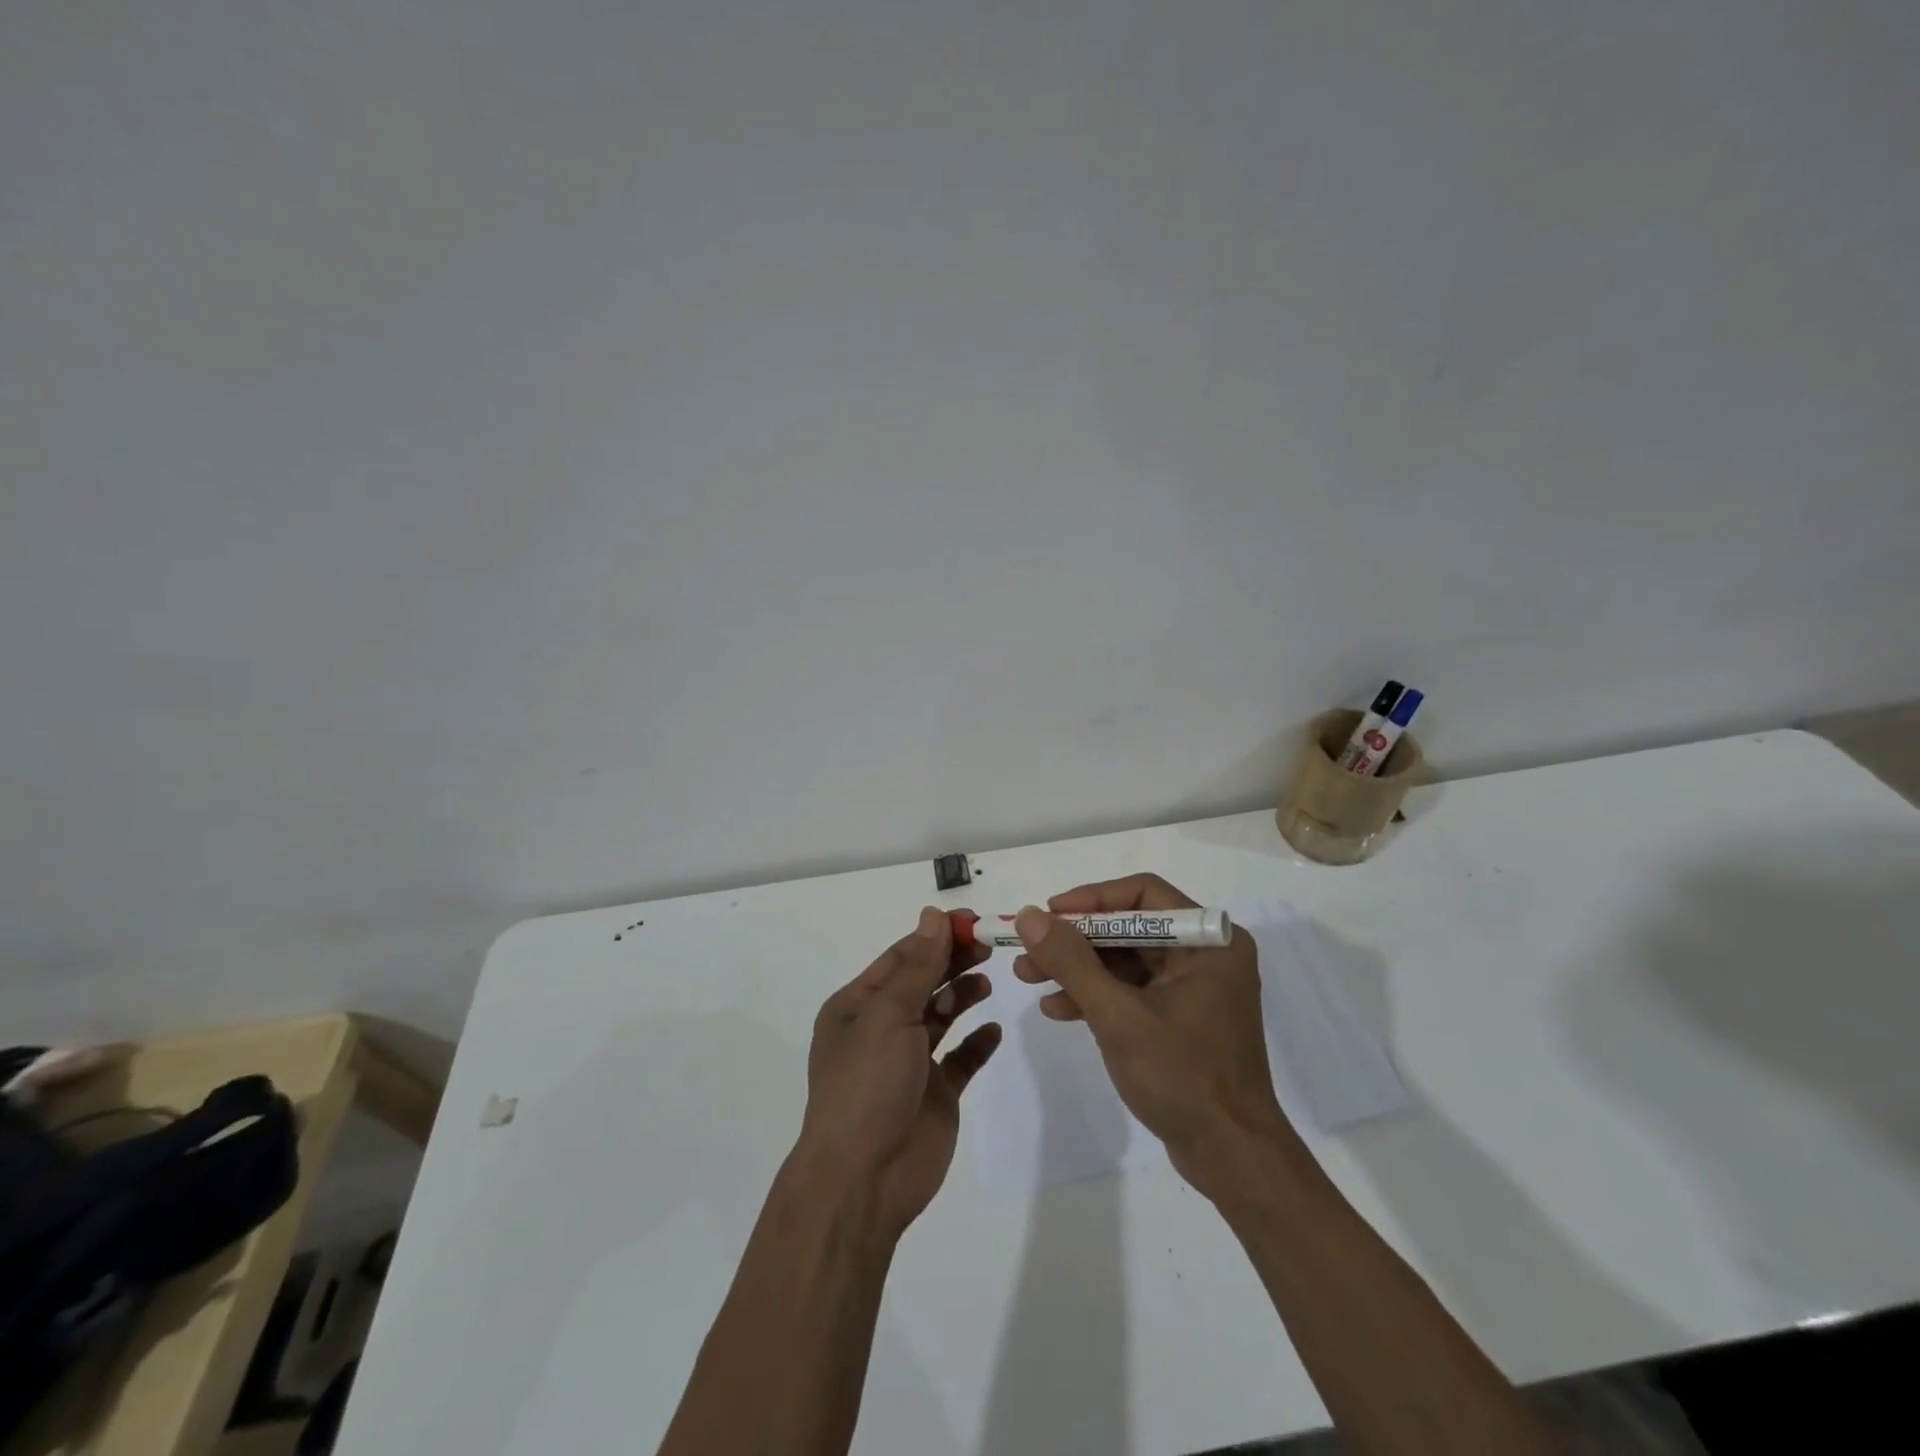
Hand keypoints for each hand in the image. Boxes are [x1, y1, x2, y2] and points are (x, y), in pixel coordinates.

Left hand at [796, 907, 1001, 1234]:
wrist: (865, 1179)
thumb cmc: (868, 1084)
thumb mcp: (888, 1015)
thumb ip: (918, 967)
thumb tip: (933, 916)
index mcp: (858, 1006)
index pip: (901, 957)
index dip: (935, 936)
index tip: (972, 920)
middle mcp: (882, 1028)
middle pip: (924, 982)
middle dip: (954, 961)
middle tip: (990, 944)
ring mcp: (910, 1062)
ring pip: (942, 1015)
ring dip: (964, 995)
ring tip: (988, 981)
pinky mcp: (936, 1093)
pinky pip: (960, 1058)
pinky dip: (977, 1042)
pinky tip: (994, 1030)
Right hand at [1013, 874, 1293, 1195]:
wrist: (1232, 1159)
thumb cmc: (1183, 1078)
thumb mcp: (1118, 1016)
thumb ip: (1072, 962)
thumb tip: (1029, 916)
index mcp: (1210, 941)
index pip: (1143, 894)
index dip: (1091, 899)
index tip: (1048, 913)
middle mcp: (1206, 954)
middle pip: (1129, 927)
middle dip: (1075, 940)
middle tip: (1027, 950)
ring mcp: (1194, 986)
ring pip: (1125, 959)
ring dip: (1077, 968)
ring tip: (1027, 977)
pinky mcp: (1181, 1016)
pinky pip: (1132, 990)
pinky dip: (1096, 996)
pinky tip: (1057, 1009)